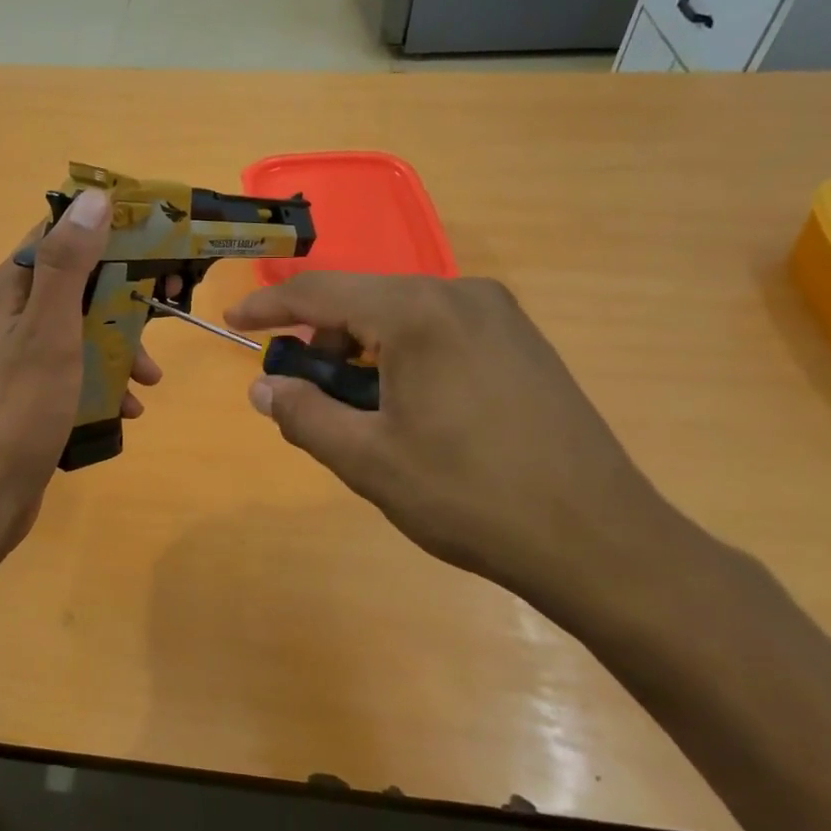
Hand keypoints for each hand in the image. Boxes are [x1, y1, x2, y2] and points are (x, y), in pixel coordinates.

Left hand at [0, 188, 161, 557]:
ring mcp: (21, 355)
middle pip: (79, 283)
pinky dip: (104, 381)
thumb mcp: (49, 330)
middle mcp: (12, 314)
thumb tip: (94, 196)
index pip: (60, 234)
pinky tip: (128, 408)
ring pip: (83, 329)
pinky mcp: (32, 391)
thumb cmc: (18, 409)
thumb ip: (68, 263)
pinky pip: (77, 370)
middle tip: (170, 306)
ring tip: (150, 378)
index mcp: (10, 288)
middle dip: (124, 297)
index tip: (156, 238)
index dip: (108, 230)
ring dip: (120, 346)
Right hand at [225, 273, 692, 616]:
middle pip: (363, 299)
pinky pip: (439, 329)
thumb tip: (263, 389)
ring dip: (362, 350)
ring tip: (359, 409)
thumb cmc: (469, 497)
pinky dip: (403, 354)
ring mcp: (500, 315)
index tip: (233, 322)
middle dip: (320, 338)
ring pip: (402, 314)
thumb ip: (304, 415)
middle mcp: (461, 294)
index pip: (321, 292)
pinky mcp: (522, 341)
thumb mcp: (367, 460)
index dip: (269, 306)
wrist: (598, 539)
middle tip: (303, 390)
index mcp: (419, 313)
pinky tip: (409, 405)